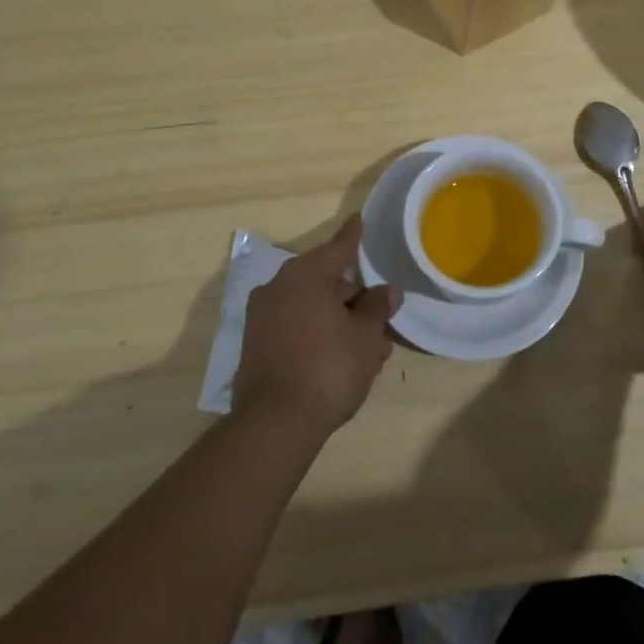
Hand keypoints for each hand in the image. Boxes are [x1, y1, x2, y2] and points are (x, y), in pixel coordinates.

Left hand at [234, 215, 401, 439]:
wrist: (275, 423)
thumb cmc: (328, 367)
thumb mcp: (365, 336)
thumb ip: (376, 308)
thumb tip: (387, 292)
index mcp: (304, 276)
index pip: (337, 249)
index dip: (353, 237)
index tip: (359, 220)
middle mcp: (277, 288)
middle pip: (325, 282)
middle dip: (355, 300)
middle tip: (381, 321)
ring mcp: (262, 317)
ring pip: (312, 309)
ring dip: (341, 322)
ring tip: (371, 350)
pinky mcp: (256, 345)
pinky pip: (296, 327)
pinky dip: (319, 334)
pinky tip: (343, 359)